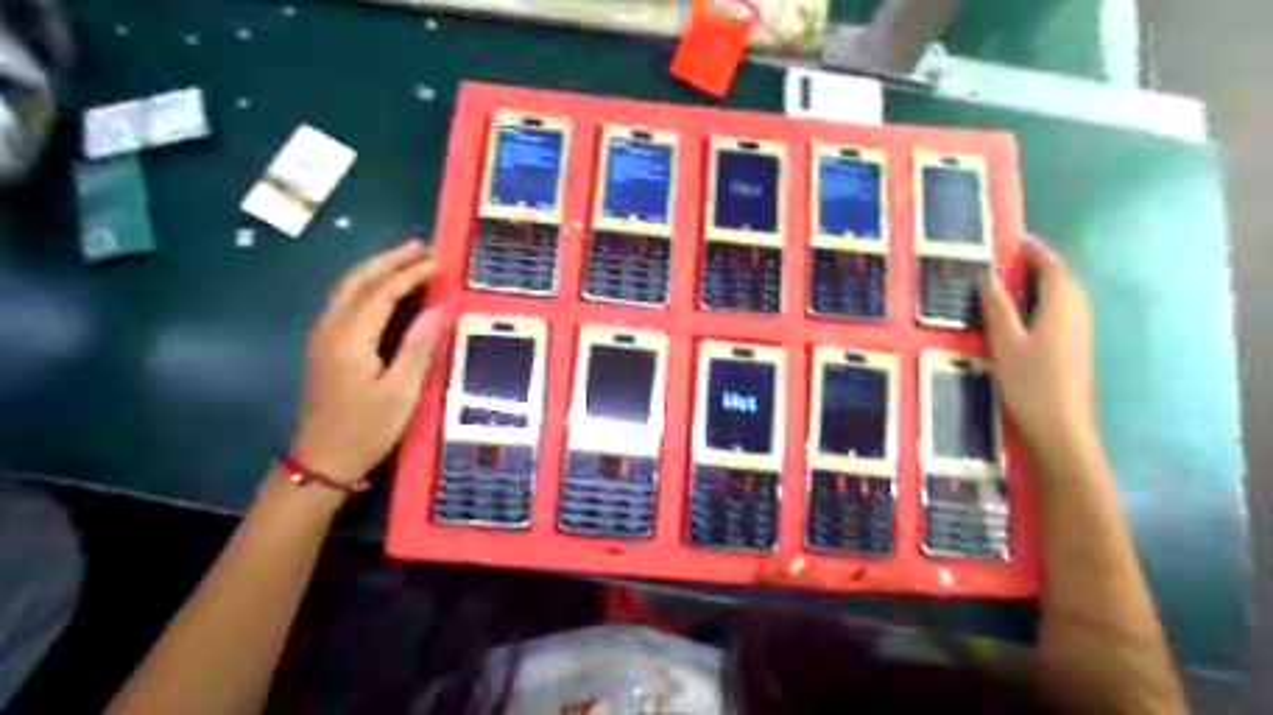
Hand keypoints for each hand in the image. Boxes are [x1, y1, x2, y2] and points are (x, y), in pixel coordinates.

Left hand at [287, 239, 445, 486]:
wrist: (322, 460)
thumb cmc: (367, 429)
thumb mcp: (401, 393)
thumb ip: (417, 348)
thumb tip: (437, 310)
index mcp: (350, 338)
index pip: (382, 292)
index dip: (411, 273)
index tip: (439, 262)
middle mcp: (331, 328)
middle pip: (358, 280)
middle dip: (389, 259)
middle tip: (422, 247)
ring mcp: (323, 336)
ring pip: (347, 288)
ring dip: (377, 269)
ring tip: (407, 259)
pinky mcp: (325, 346)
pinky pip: (346, 302)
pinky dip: (368, 286)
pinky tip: (385, 289)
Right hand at [978, 241, 1098, 458]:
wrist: (1061, 427)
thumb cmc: (1030, 383)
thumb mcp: (1005, 343)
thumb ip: (997, 308)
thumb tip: (987, 276)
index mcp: (1061, 306)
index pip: (1052, 267)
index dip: (1036, 251)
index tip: (1015, 240)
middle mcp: (1077, 313)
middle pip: (1063, 279)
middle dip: (1040, 265)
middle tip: (1008, 260)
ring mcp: (1080, 332)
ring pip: (1065, 296)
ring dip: (1043, 284)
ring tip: (1013, 283)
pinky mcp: (1076, 348)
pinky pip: (1063, 312)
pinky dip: (1046, 302)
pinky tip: (1025, 314)